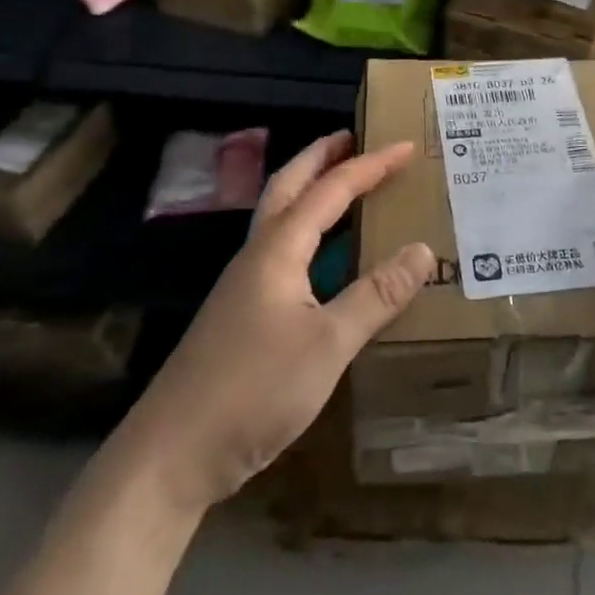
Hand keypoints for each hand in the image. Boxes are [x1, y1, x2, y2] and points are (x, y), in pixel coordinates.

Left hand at [115, 131, 432, 514]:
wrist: (171, 455)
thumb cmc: (253, 390)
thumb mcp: (327, 344)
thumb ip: (376, 296)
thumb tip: (423, 249)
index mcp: (279, 248)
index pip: (330, 189)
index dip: (370, 165)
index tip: (405, 146)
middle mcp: (258, 254)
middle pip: (289, 185)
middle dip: (321, 156)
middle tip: (353, 138)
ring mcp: (244, 284)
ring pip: (280, 216)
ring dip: (310, 189)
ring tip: (343, 184)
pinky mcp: (240, 313)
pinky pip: (281, 250)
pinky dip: (307, 231)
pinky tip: (323, 258)